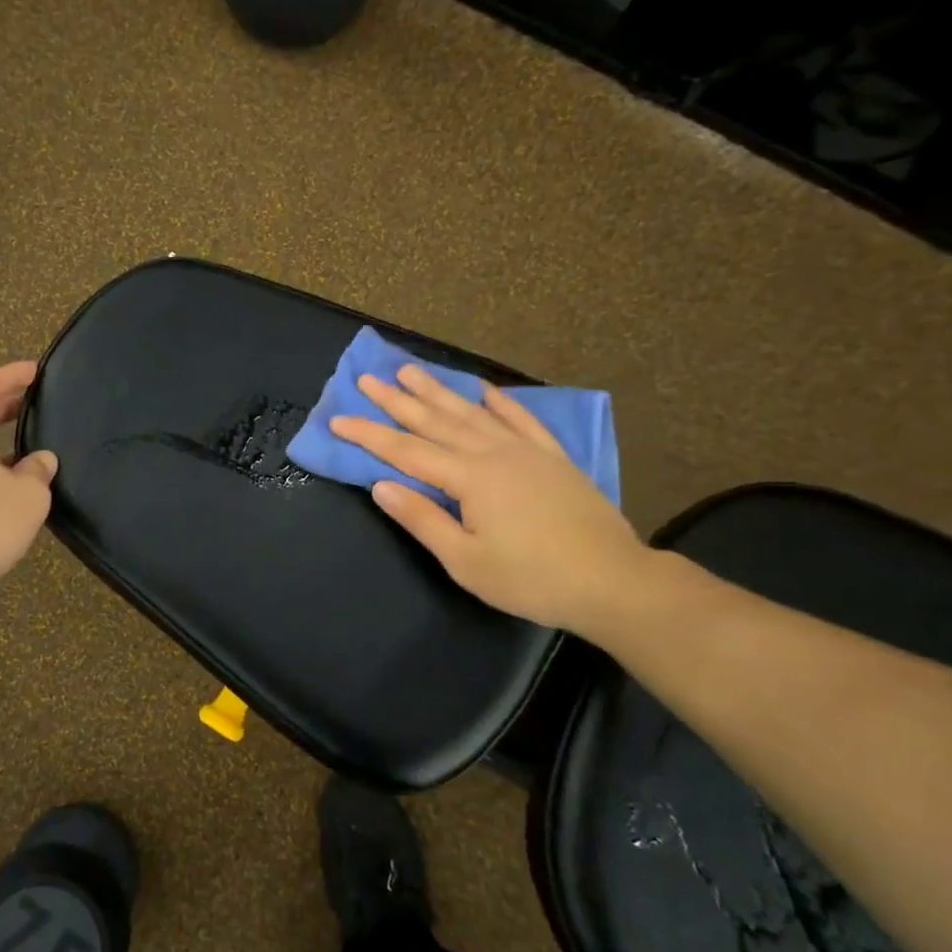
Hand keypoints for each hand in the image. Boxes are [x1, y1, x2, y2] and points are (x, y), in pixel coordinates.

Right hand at [329, 365, 648, 633]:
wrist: (613, 581)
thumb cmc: (531, 579)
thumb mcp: (465, 561)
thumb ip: (422, 519)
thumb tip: (381, 485)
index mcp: (469, 478)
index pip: (406, 451)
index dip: (369, 435)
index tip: (338, 419)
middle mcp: (494, 453)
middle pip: (435, 421)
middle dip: (397, 401)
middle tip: (368, 379)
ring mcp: (526, 451)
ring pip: (472, 413)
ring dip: (439, 391)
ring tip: (411, 371)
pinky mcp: (553, 458)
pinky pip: (521, 420)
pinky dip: (500, 403)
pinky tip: (485, 390)